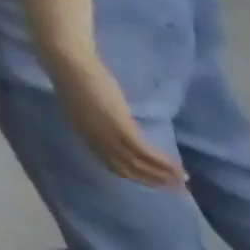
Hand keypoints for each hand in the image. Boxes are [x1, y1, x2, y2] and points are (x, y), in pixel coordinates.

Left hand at [46, 47, 185, 187]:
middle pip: (132, 172)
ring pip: (140, 166)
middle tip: (177, 188)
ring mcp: (110, 137)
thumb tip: (119, 131)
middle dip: (156, 182)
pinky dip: (163, 162)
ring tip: (183, 180)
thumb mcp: (86, 106)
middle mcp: (99, 144)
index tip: (158, 183)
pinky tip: (177, 166)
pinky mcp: (122, 128)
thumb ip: (100, 123)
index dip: (140, 178)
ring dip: (164, 175)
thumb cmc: (73, 75)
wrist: (67, 61)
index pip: (118, 168)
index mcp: (89, 139)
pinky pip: (146, 152)